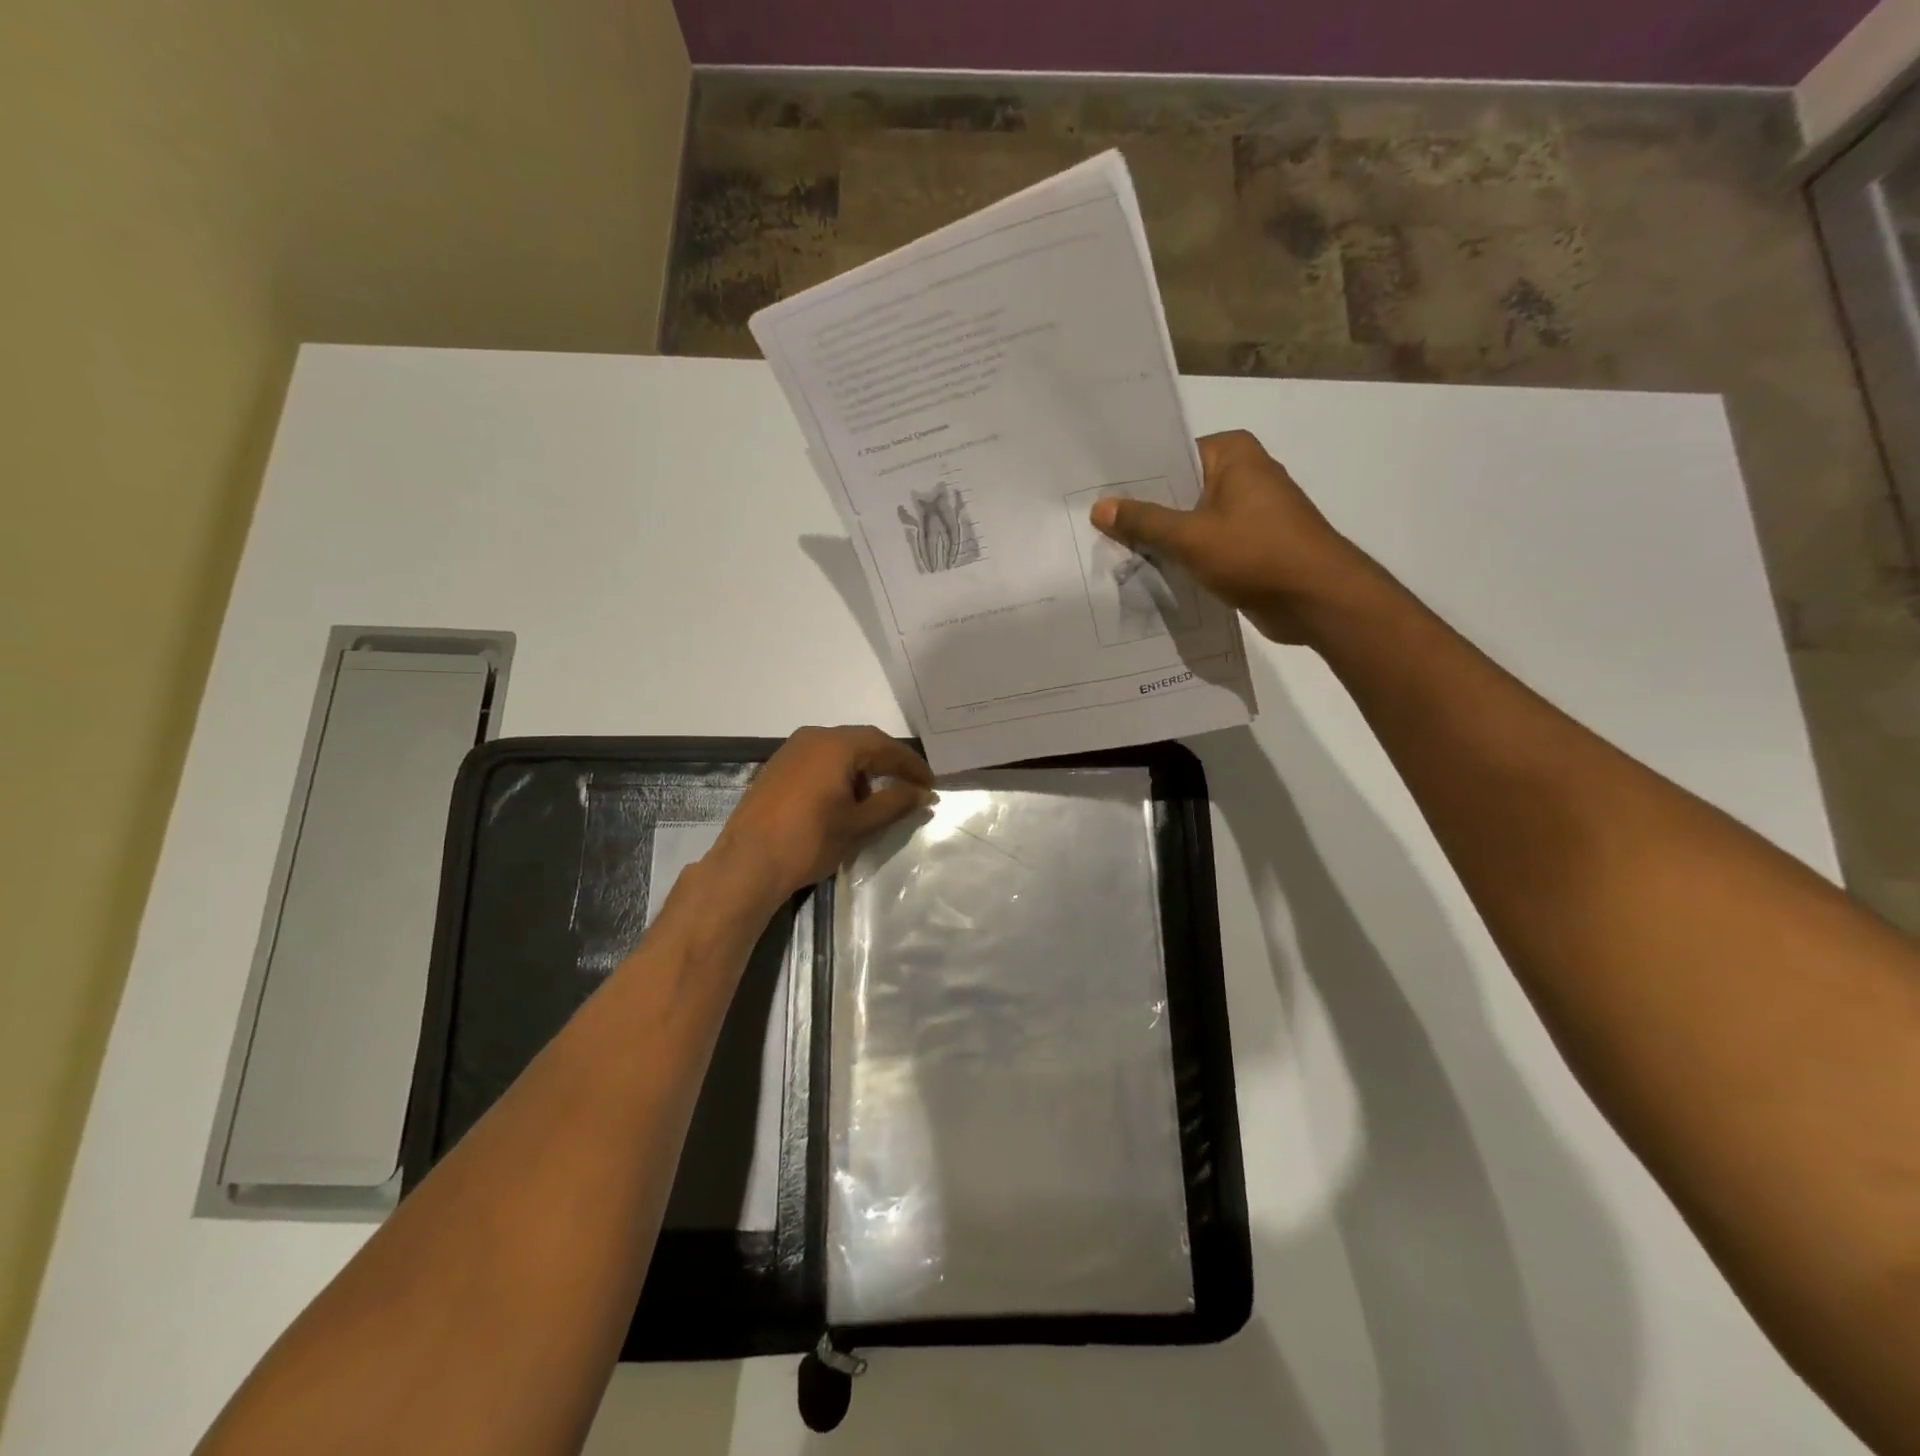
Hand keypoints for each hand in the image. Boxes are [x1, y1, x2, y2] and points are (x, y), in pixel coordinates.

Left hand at [709, 726, 933, 907]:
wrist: (747, 864)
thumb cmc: (809, 841)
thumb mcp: (860, 824)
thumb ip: (895, 803)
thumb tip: (923, 793)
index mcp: (836, 745)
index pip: (884, 746)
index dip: (911, 765)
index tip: (930, 784)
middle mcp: (813, 738)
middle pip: (861, 743)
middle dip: (888, 765)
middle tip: (910, 788)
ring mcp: (790, 751)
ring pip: (838, 752)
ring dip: (862, 771)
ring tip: (877, 800)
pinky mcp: (776, 768)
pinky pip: (818, 762)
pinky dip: (839, 775)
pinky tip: (844, 801)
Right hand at [1090, 430, 1372, 643]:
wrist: (1318, 599)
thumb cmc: (1256, 554)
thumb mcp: (1190, 536)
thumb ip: (1144, 521)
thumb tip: (1099, 507)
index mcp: (1233, 454)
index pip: (1170, 456)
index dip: (1134, 478)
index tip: (1095, 495)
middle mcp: (1243, 474)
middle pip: (1178, 489)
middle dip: (1143, 512)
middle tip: (1094, 527)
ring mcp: (1249, 512)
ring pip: (1190, 521)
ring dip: (1161, 539)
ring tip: (1111, 550)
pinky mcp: (1251, 545)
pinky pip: (1205, 545)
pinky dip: (1182, 557)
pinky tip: (1147, 572)